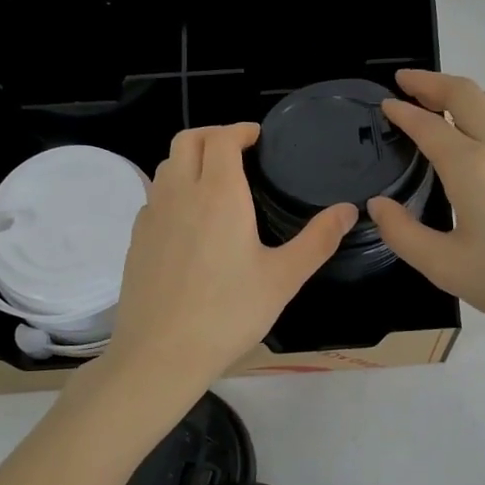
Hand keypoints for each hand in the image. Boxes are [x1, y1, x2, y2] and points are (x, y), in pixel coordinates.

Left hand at [91, 124, 354, 421]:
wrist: (160, 354)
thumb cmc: (228, 313)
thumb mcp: (283, 278)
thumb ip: (318, 240)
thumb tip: (348, 210)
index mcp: (218, 193)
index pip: (221, 137)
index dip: (240, 130)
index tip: (258, 138)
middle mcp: (180, 193)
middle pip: (187, 140)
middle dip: (213, 134)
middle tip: (238, 151)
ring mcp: (152, 214)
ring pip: (167, 165)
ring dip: (191, 159)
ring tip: (216, 181)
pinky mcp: (136, 238)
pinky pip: (155, 196)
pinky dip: (174, 189)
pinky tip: (190, 220)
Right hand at [367, 71, 484, 353]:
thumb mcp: (447, 268)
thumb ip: (403, 234)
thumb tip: (379, 205)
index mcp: (472, 167)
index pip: (428, 124)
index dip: (402, 111)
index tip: (384, 104)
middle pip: (464, 92)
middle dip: (430, 81)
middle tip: (404, 82)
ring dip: (460, 92)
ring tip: (437, 102)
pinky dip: (483, 110)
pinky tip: (476, 136)